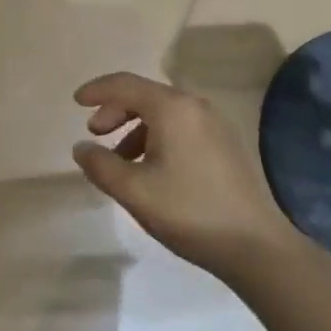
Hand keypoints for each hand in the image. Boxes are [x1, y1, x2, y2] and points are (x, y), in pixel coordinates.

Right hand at [72, 72, 296, 280]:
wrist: (256, 245)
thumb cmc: (189, 212)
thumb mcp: (134, 190)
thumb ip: (100, 165)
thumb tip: (82, 148)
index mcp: (172, 108)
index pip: (125, 84)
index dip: (97, 90)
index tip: (75, 102)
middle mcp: (195, 105)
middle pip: (145, 95)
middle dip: (115, 111)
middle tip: (95, 134)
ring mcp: (215, 123)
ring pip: (164, 113)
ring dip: (135, 128)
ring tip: (120, 160)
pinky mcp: (226, 143)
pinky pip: (181, 127)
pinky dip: (157, 137)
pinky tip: (151, 169)